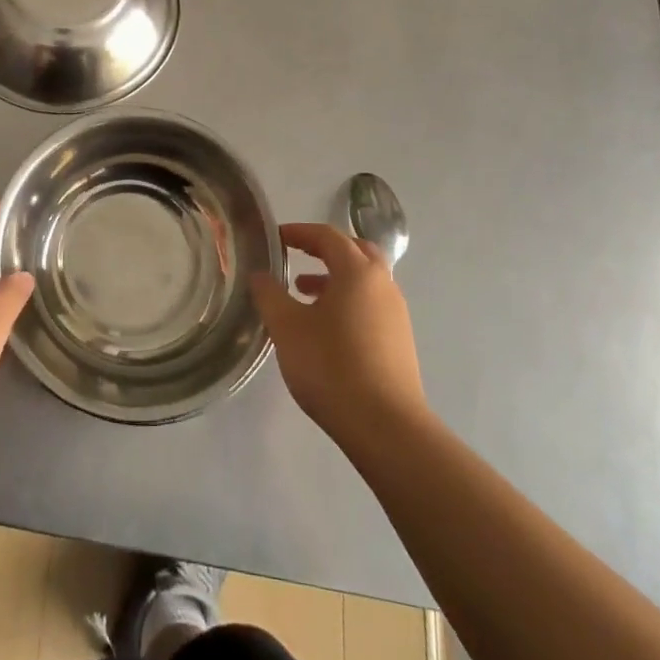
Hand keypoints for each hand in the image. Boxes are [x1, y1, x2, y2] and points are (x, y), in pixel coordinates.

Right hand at [250, 223, 430, 452]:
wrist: (386, 427)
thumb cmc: (331, 366)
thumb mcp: (287, 327)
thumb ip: (269, 294)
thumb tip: (260, 274)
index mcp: (358, 272)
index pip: (328, 236)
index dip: (299, 232)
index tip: (275, 237)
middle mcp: (383, 285)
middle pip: (355, 251)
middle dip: (324, 249)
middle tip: (297, 255)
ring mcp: (396, 314)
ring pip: (364, 281)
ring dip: (335, 278)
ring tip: (303, 294)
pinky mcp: (399, 342)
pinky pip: (370, 305)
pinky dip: (347, 301)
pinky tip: (325, 328)